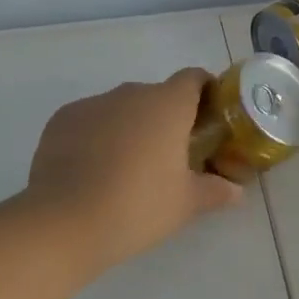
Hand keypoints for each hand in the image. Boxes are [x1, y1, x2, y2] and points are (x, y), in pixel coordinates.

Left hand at [27, 68, 243, 272]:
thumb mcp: (185, 204)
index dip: (205, 92)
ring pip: (121, 108)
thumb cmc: (138, 206)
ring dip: (130, 127)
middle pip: (156, 95)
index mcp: (167, 104)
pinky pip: (90, 120)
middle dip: (165, 118)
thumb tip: (236, 191)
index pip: (194, 78)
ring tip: (127, 167)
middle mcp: (131, 93)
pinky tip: (92, 170)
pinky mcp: (62, 118)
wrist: (65, 220)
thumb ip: (215, 191)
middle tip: (170, 155)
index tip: (208, 118)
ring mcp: (93, 103)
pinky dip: (97, 136)